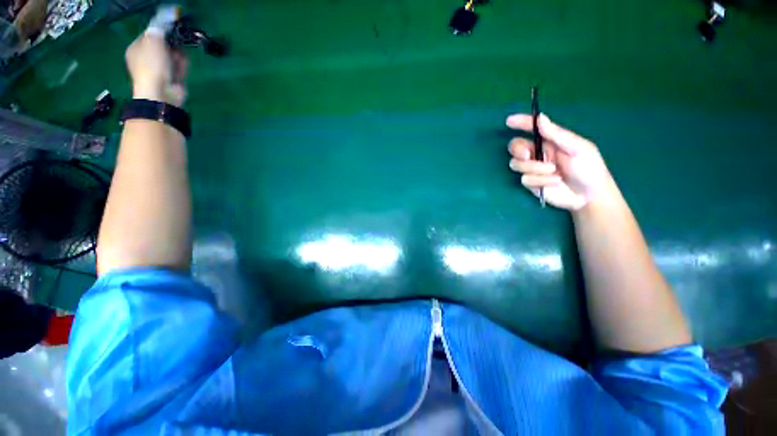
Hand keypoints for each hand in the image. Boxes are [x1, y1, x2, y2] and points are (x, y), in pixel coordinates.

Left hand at [125, 32, 188, 106]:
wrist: (161, 93)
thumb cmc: (152, 66)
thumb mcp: (153, 43)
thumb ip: (156, 32)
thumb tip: (160, 27)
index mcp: (136, 50)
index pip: (148, 36)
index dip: (159, 32)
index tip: (169, 29)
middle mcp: (146, 59)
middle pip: (161, 47)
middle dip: (171, 44)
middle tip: (177, 42)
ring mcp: (160, 71)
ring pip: (171, 57)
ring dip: (178, 54)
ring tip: (182, 53)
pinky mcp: (172, 79)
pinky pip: (179, 68)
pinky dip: (183, 65)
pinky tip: (185, 62)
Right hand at [506, 113, 614, 210]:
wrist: (589, 195)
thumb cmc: (589, 168)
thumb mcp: (578, 148)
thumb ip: (557, 134)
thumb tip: (540, 117)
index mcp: (550, 141)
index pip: (532, 129)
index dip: (520, 123)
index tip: (509, 121)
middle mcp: (538, 153)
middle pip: (515, 147)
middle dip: (518, 150)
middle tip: (527, 155)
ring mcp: (533, 168)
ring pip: (516, 164)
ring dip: (534, 168)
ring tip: (553, 172)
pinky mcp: (531, 183)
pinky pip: (525, 179)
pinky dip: (540, 180)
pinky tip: (554, 182)